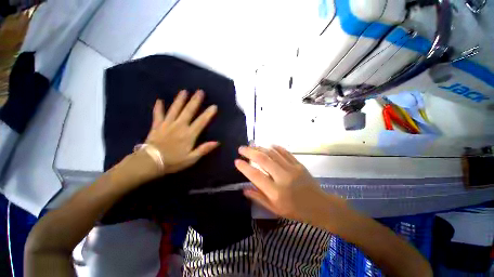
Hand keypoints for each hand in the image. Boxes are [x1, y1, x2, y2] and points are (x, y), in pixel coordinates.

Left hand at [144, 90, 218, 174]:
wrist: (150, 163)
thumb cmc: (173, 161)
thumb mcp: (192, 159)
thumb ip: (204, 149)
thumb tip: (217, 142)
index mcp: (189, 134)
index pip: (201, 121)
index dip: (208, 114)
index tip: (214, 106)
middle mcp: (179, 126)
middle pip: (188, 111)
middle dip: (195, 101)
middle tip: (200, 91)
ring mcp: (167, 124)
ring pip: (175, 109)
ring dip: (180, 100)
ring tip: (184, 91)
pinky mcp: (157, 125)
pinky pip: (158, 114)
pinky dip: (158, 107)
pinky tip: (159, 100)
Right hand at [235, 145, 349, 229]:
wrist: (319, 206)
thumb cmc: (295, 210)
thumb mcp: (275, 209)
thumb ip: (259, 198)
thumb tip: (244, 189)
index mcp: (276, 192)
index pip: (256, 176)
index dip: (245, 167)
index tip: (237, 161)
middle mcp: (283, 178)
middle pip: (263, 160)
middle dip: (250, 152)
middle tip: (241, 148)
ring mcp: (292, 169)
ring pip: (273, 153)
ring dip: (261, 148)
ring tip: (252, 145)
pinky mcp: (298, 164)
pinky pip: (285, 152)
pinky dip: (275, 147)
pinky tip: (269, 145)